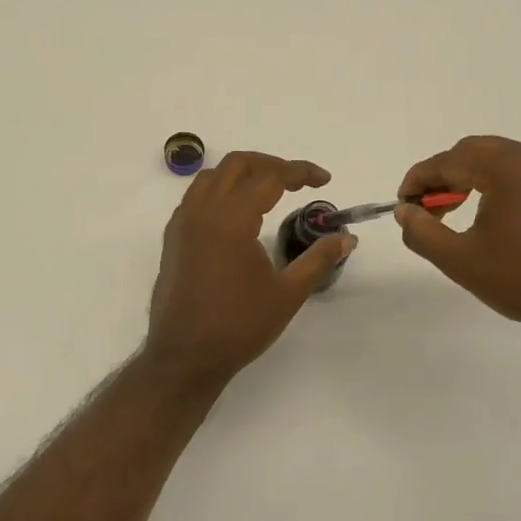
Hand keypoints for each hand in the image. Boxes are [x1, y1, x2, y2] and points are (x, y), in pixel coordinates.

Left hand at [144, 151, 354, 389]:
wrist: (185, 357)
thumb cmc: (239, 325)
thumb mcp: (288, 293)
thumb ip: (319, 259)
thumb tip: (347, 237)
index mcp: (232, 219)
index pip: (270, 176)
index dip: (300, 172)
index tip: (323, 180)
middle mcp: (203, 211)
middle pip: (238, 164)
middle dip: (271, 164)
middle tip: (298, 181)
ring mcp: (183, 222)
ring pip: (212, 176)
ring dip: (243, 173)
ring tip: (269, 190)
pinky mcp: (173, 237)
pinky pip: (196, 196)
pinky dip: (220, 190)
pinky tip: (237, 214)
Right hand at [395, 136, 520, 344]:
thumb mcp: (461, 260)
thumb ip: (422, 231)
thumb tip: (404, 211)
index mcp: (508, 165)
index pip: (449, 160)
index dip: (418, 180)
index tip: (401, 205)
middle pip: (471, 152)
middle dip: (441, 177)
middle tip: (422, 210)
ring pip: (492, 159)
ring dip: (464, 179)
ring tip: (446, 213)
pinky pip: (514, 170)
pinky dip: (489, 183)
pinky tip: (479, 211)